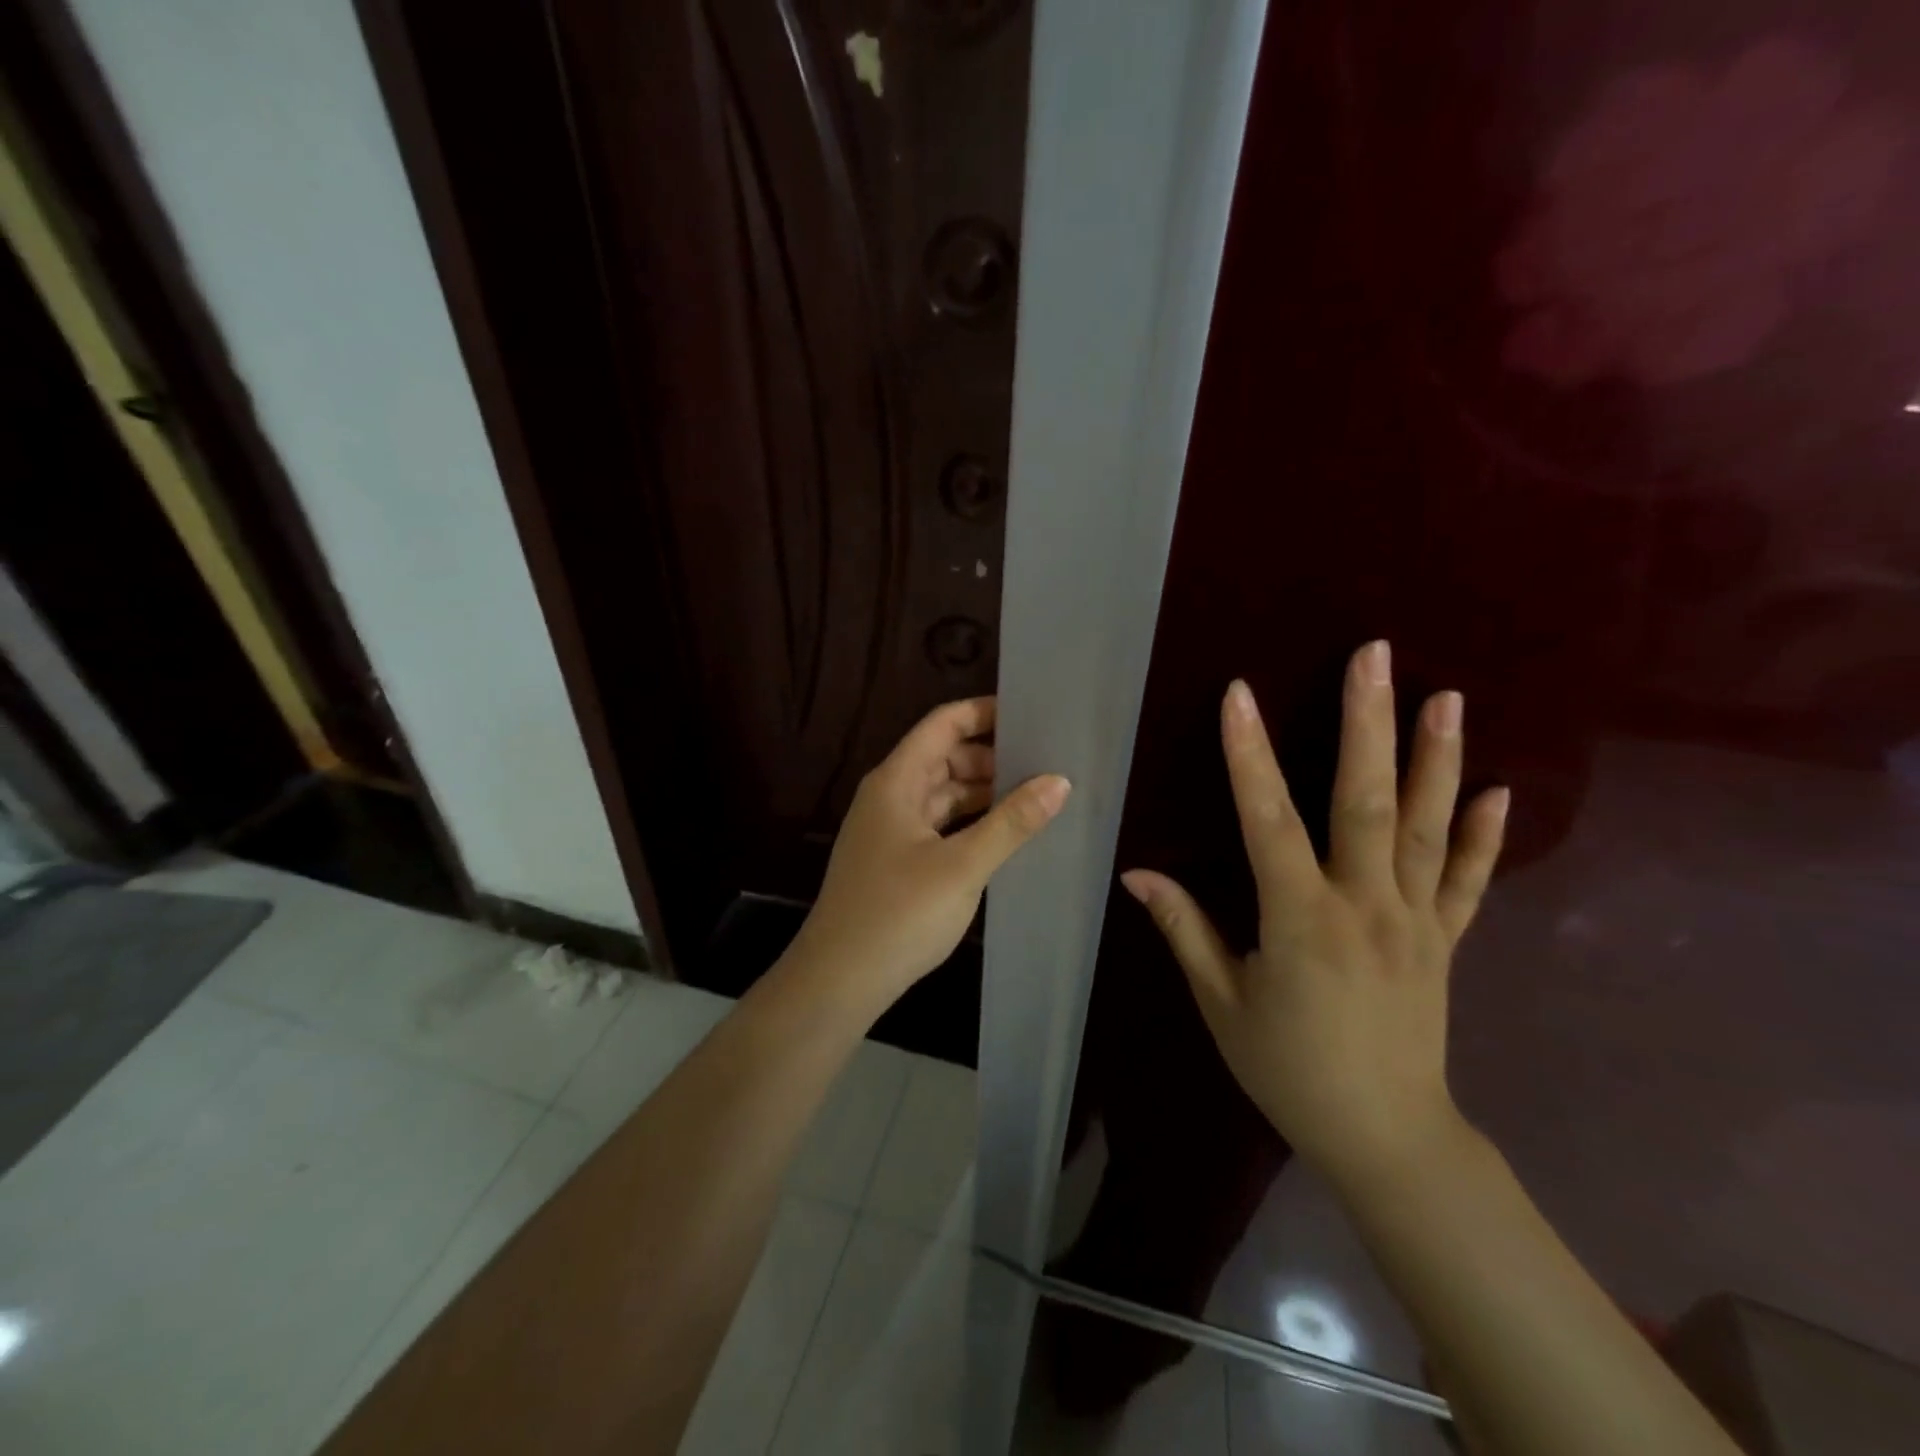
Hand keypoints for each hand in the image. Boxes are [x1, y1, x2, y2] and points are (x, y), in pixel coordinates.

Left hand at [791, 696, 1070, 1011]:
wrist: (839, 979)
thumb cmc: (898, 914)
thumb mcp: (962, 866)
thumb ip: (1011, 822)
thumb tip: (1059, 781)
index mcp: (897, 781)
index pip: (943, 725)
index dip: (984, 713)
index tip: (1031, 714)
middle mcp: (890, 795)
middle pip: (944, 756)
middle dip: (992, 755)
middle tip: (1045, 761)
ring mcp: (891, 829)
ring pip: (943, 793)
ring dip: (983, 791)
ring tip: (1035, 795)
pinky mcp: (896, 860)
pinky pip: (939, 824)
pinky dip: (970, 821)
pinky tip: (1004, 834)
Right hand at [1120, 641, 1507, 1193]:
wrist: (1386, 1136)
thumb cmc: (1289, 1069)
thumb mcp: (1222, 1003)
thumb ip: (1185, 929)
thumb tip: (1137, 874)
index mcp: (1301, 920)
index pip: (1269, 821)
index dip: (1250, 755)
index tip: (1239, 694)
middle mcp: (1365, 905)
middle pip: (1367, 801)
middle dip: (1368, 723)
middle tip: (1375, 656)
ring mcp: (1416, 920)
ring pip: (1429, 827)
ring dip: (1438, 757)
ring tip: (1447, 695)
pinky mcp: (1445, 940)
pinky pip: (1471, 881)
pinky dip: (1487, 835)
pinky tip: (1500, 789)